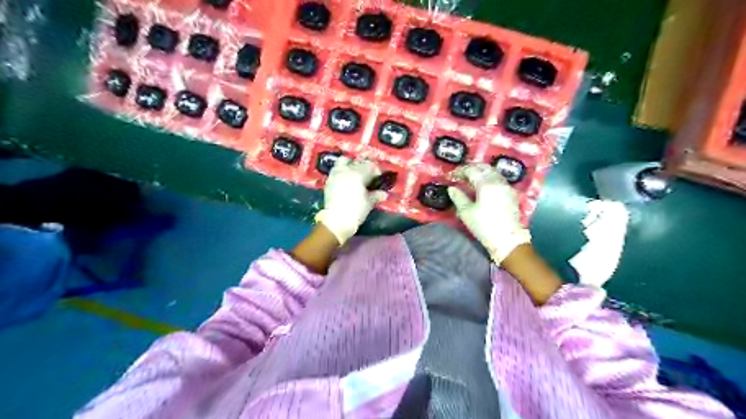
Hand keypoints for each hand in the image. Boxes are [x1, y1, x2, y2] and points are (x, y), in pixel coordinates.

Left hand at [312, 158, 386, 244]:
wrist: (336, 221)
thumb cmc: (355, 211)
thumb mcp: (369, 203)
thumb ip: (376, 195)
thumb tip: (383, 193)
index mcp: (358, 174)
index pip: (371, 166)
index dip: (377, 170)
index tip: (379, 177)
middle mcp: (346, 170)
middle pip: (358, 162)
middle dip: (365, 166)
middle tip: (369, 175)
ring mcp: (336, 174)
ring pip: (344, 161)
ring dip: (351, 164)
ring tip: (356, 173)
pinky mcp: (329, 181)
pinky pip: (337, 170)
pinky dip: (343, 171)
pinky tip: (346, 179)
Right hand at [448, 162, 530, 262]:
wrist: (508, 240)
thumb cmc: (484, 226)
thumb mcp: (466, 213)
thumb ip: (458, 197)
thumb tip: (452, 188)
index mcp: (486, 184)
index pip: (472, 170)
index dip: (460, 171)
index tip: (452, 176)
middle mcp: (498, 181)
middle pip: (484, 168)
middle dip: (472, 169)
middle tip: (461, 175)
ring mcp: (507, 187)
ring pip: (493, 172)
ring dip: (481, 172)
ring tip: (471, 180)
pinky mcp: (512, 194)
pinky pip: (499, 180)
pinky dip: (489, 178)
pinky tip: (483, 187)